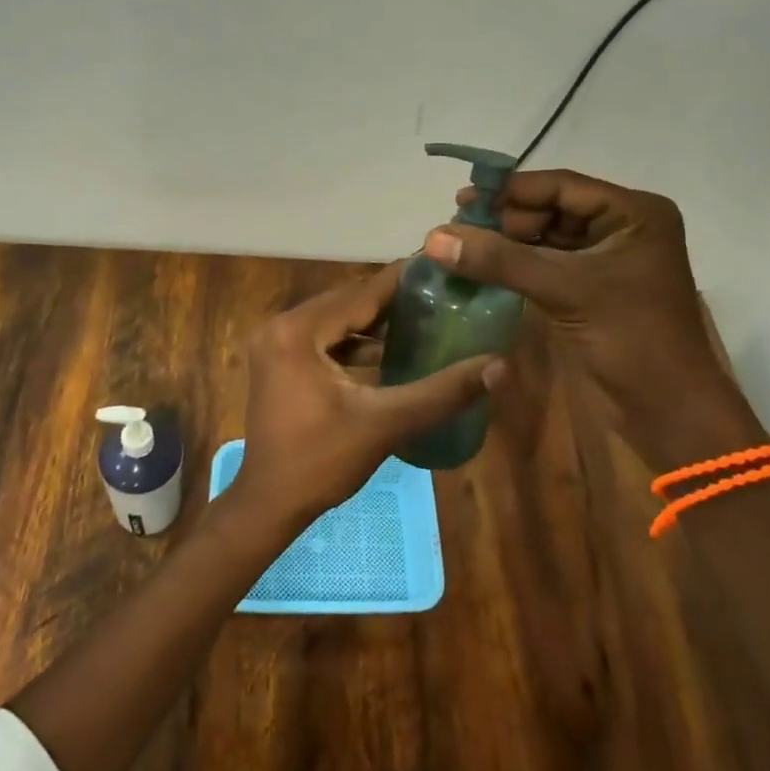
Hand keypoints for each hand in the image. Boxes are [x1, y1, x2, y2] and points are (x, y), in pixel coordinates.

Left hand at [229, 261, 498, 534]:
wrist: (270, 504)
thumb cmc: (321, 462)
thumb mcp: (385, 423)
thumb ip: (442, 392)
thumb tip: (499, 366)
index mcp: (297, 331)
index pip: (361, 293)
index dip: (403, 280)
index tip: (443, 266)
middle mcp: (280, 326)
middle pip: (347, 302)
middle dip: (392, 301)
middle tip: (441, 293)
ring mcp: (274, 343)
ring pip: (335, 320)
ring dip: (374, 322)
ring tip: (424, 317)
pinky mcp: (277, 361)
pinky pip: (322, 338)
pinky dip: (353, 342)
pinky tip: (389, 350)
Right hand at [425, 170, 760, 469]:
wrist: (667, 410)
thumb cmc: (630, 337)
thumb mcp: (564, 289)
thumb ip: (499, 259)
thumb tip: (434, 237)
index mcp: (633, 213)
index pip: (561, 187)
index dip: (510, 191)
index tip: (462, 200)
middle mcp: (622, 227)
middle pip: (550, 210)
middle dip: (504, 219)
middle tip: (456, 228)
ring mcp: (606, 259)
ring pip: (545, 238)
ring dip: (505, 243)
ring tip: (460, 247)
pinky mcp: (591, 288)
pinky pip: (546, 265)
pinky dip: (515, 266)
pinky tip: (481, 268)